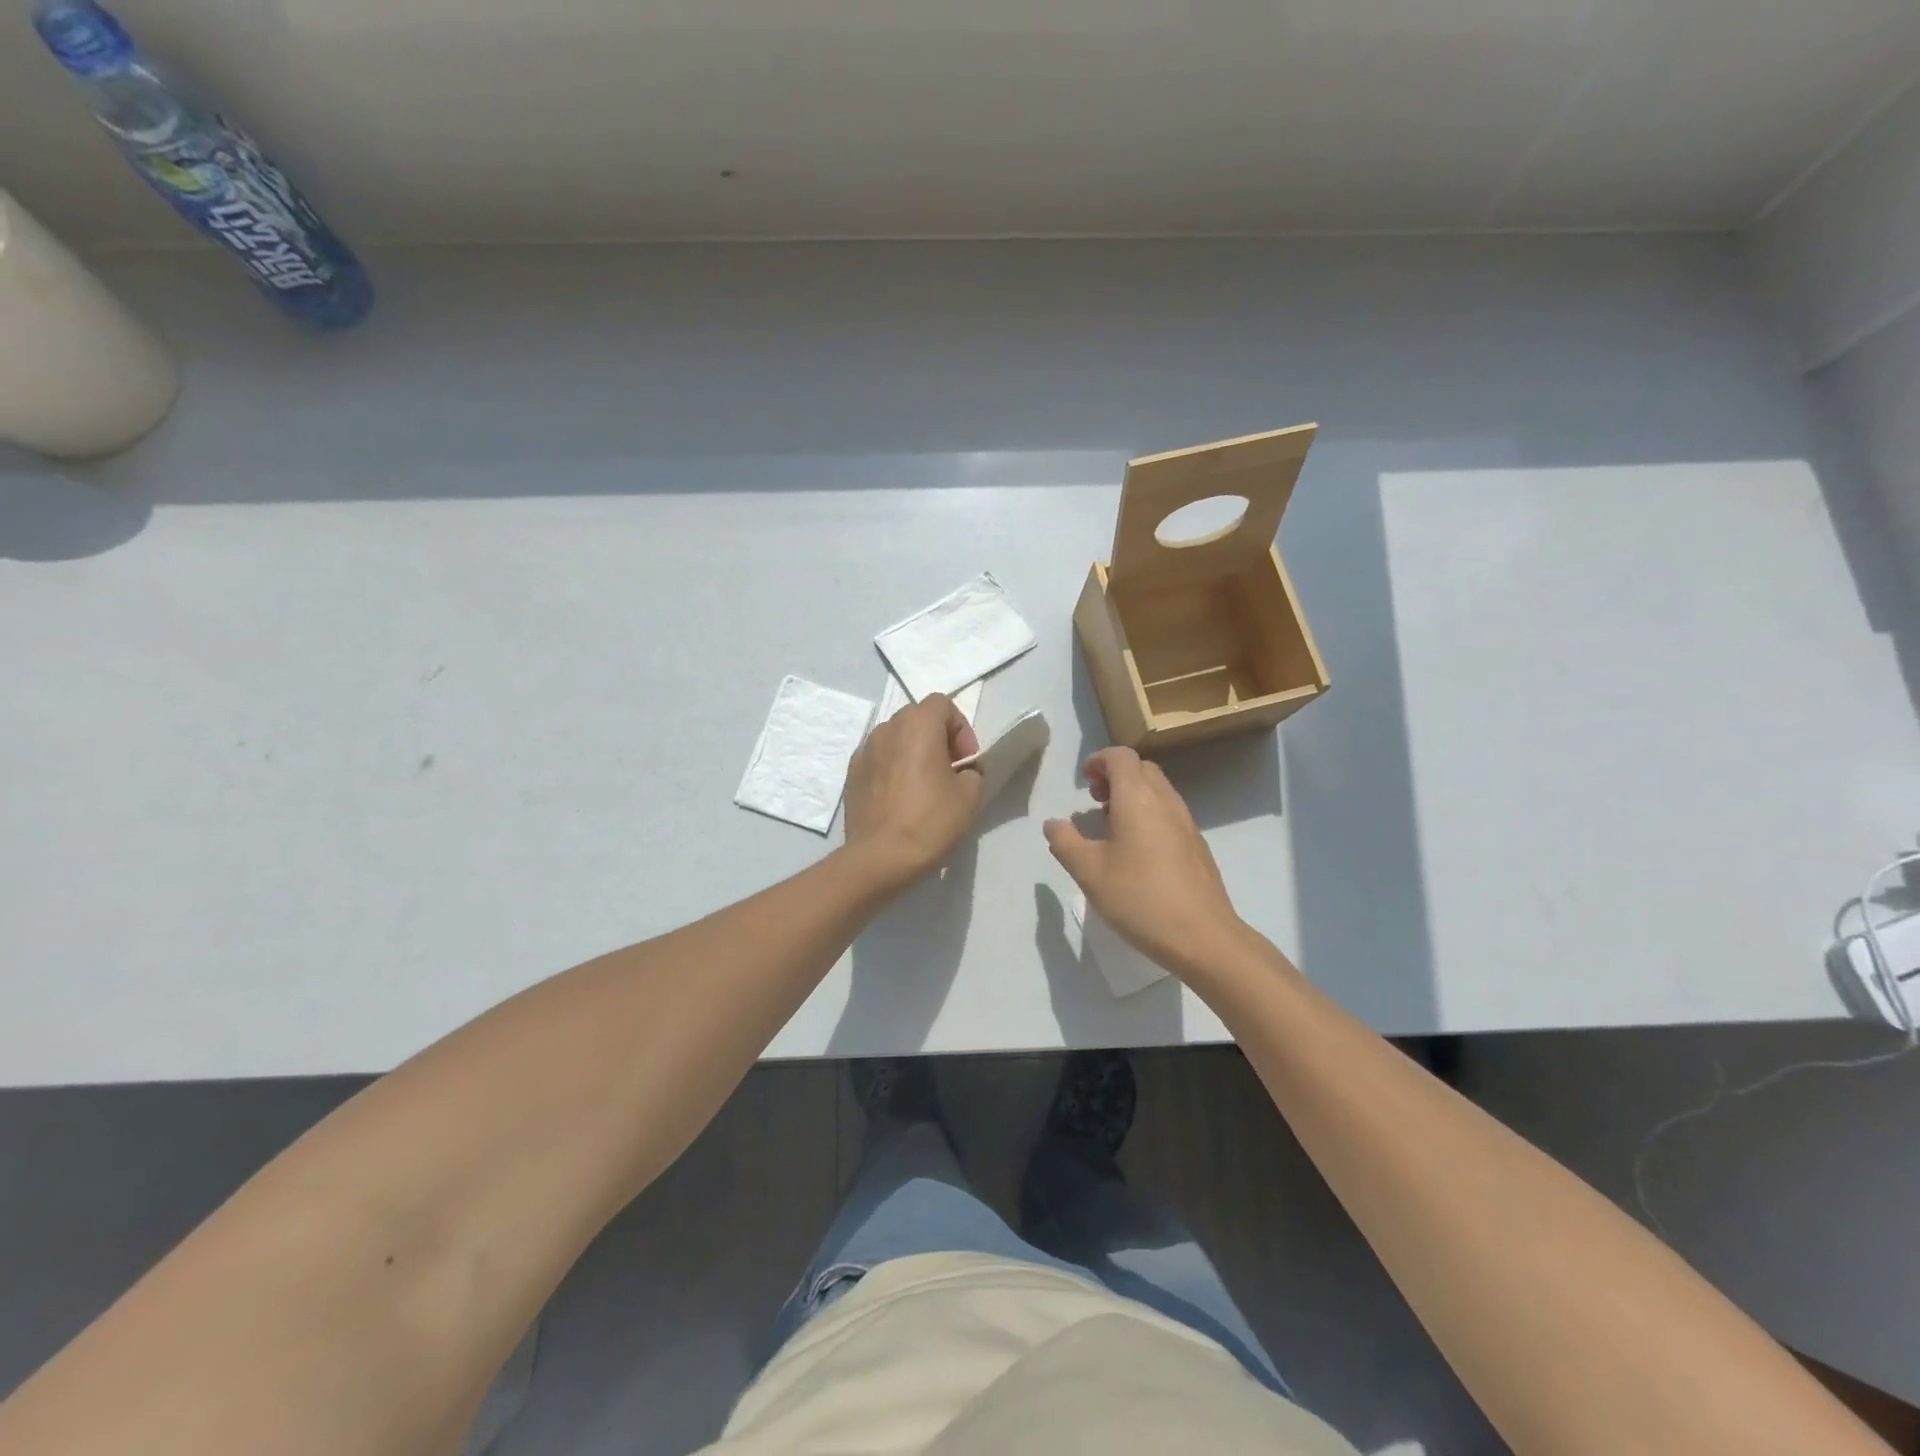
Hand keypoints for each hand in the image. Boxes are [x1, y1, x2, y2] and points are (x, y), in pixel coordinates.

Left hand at [844, 694, 982, 886]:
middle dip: (937, 737)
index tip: (966, 761)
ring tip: (923, 785)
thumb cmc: (930, 821)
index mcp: (917, 724)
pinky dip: (892, 768)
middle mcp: (887, 728)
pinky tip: (900, 798)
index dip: (961, 728)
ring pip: (896, 738)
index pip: (943, 704)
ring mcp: (864, 750)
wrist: (880, 858)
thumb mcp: (970, 795)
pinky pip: (879, 759)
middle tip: (949, 770)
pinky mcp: (852, 774)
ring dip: (913, 751)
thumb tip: (960, 771)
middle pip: (917, 717)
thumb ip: (971, 771)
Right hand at [1044, 748, 1247, 978]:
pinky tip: (1136, 851)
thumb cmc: (1139, 897)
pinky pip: (1169, 813)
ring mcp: (1186, 823)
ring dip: (1132, 796)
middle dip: (1115, 776)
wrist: (1202, 936)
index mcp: (1137, 798)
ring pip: (1158, 791)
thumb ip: (1065, 842)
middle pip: (1141, 769)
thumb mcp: (1088, 872)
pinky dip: (1149, 815)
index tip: (1083, 781)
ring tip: (1110, 826)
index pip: (1121, 756)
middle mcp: (1165, 801)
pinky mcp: (1197, 845)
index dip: (1099, 760)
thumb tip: (1053, 823)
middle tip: (1094, 800)